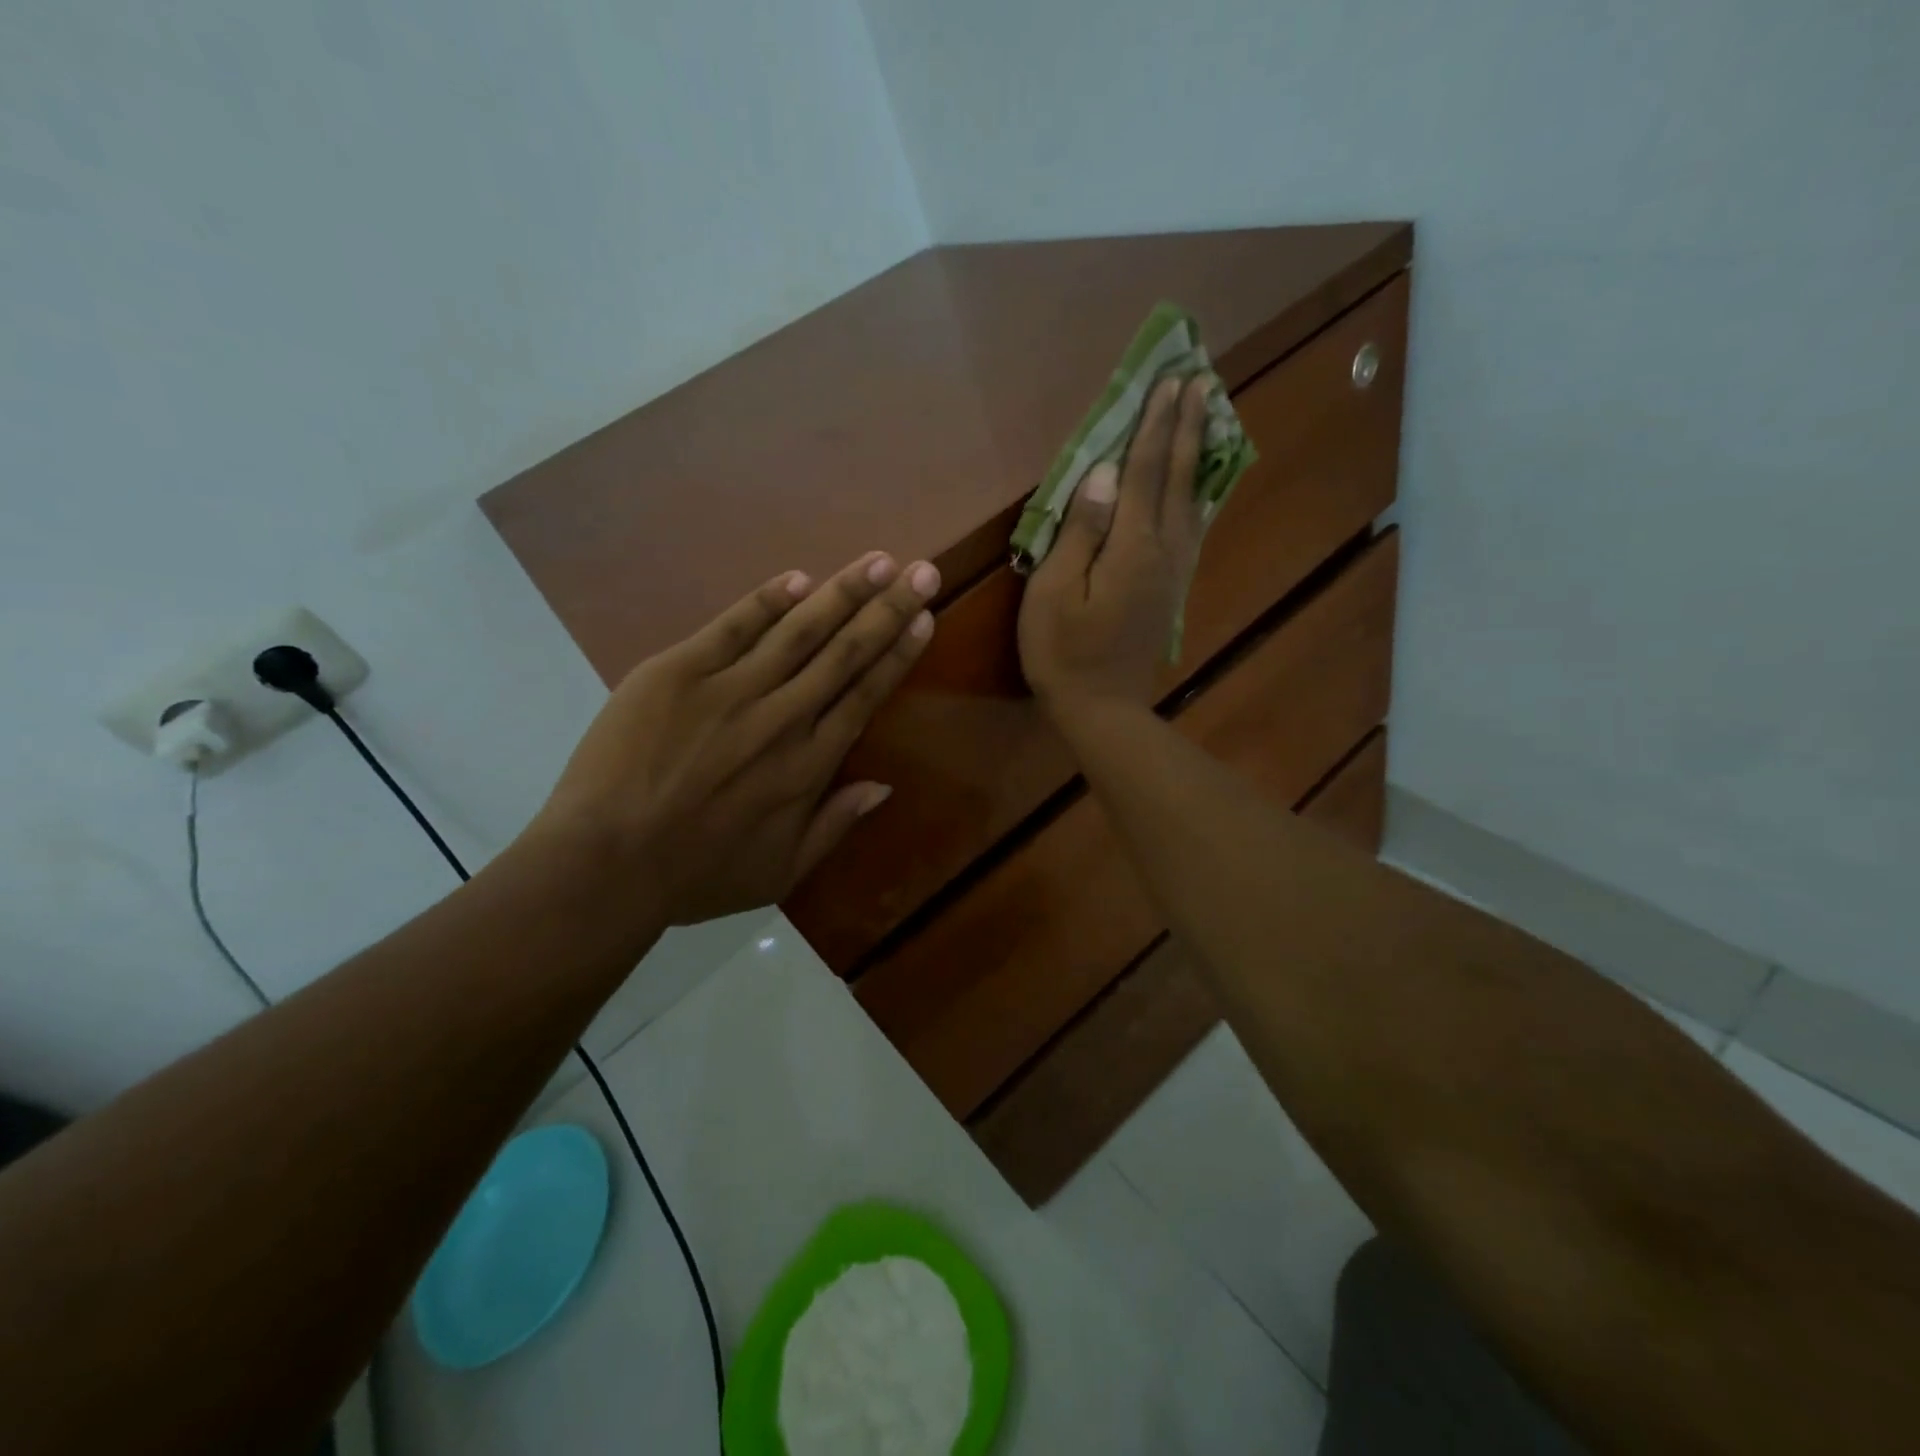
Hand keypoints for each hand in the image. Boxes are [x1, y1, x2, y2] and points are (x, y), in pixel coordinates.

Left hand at [530, 552, 938, 924]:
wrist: (605, 866)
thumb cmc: (697, 875)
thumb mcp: (780, 873)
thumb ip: (835, 825)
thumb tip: (884, 786)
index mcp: (809, 765)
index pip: (865, 695)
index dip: (898, 654)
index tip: (924, 619)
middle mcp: (782, 718)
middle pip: (844, 653)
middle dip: (888, 609)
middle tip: (921, 571)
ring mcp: (729, 690)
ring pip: (799, 631)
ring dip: (842, 593)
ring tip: (877, 562)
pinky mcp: (678, 673)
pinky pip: (731, 627)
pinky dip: (766, 601)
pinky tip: (797, 578)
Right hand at [1018, 374, 1210, 724]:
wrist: (1101, 708)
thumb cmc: (1063, 651)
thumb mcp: (1055, 591)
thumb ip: (1081, 530)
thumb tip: (1106, 473)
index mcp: (1132, 546)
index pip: (1147, 471)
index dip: (1156, 425)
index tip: (1169, 380)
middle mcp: (1164, 550)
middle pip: (1179, 478)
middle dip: (1187, 427)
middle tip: (1199, 380)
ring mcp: (1174, 570)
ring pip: (1194, 499)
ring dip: (1199, 454)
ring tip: (1209, 415)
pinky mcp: (1172, 587)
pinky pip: (1193, 526)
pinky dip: (1198, 493)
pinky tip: (1200, 483)